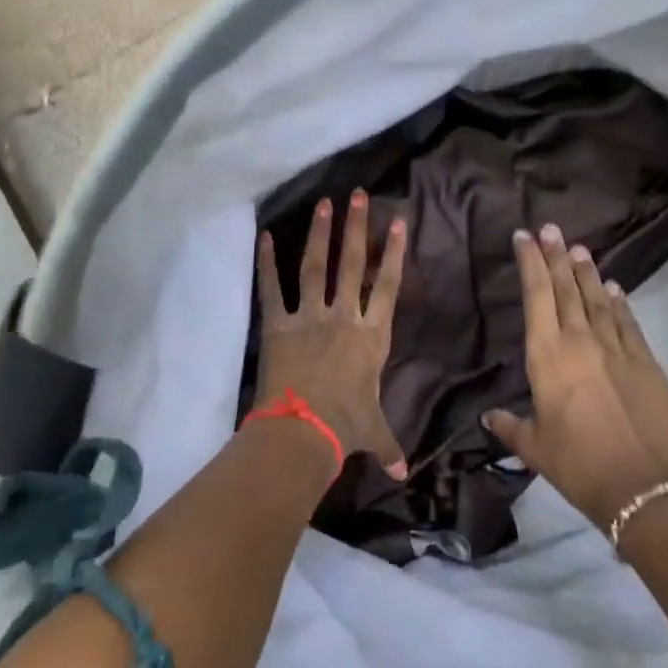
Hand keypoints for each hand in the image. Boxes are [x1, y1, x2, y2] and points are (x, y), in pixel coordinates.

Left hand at [255, 192, 408, 480]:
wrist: (303, 431)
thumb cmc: (345, 427)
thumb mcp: (373, 432)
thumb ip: (389, 445)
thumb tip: (403, 472)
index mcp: (372, 336)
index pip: (388, 286)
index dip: (393, 253)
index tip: (397, 222)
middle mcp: (344, 317)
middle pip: (353, 264)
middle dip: (357, 228)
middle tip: (359, 195)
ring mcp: (309, 316)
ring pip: (316, 267)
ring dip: (321, 234)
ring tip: (326, 203)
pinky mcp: (278, 325)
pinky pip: (272, 289)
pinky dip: (267, 263)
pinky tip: (265, 236)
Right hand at [483, 224, 667, 529]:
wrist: (644, 487)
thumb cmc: (578, 465)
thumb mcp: (534, 447)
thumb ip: (510, 426)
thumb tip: (490, 416)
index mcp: (547, 356)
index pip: (536, 296)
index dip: (530, 263)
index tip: (524, 237)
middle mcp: (581, 341)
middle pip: (566, 288)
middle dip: (556, 255)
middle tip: (549, 228)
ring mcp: (618, 348)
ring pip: (598, 298)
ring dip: (586, 271)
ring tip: (578, 248)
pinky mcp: (646, 362)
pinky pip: (628, 322)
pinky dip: (619, 302)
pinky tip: (613, 288)